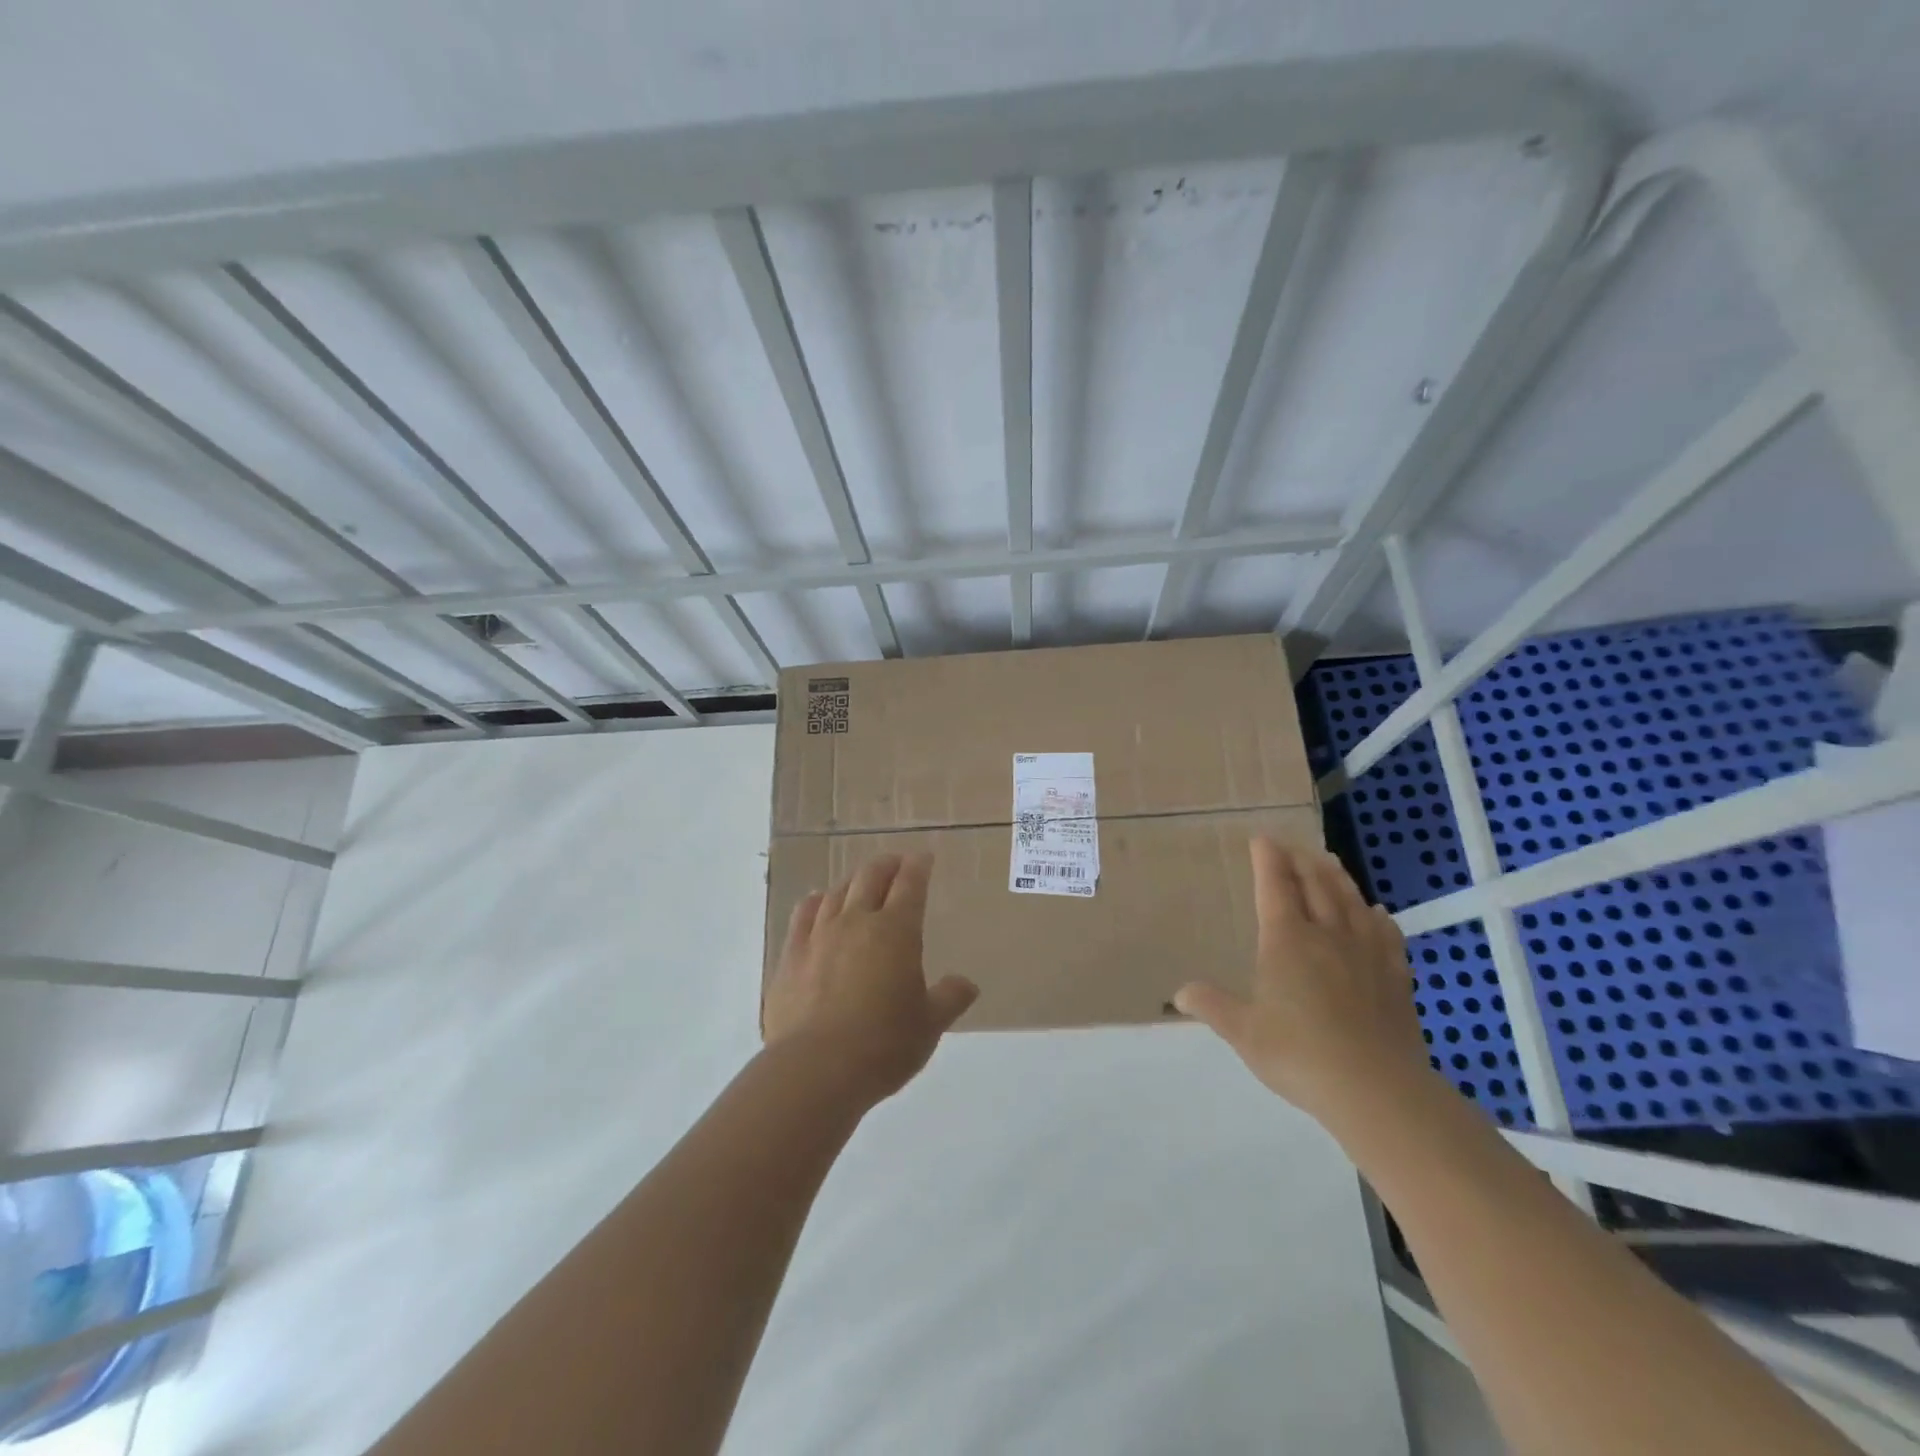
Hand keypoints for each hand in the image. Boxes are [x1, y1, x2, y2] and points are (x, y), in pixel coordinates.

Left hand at [763, 853, 978, 1104]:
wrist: (815, 1068)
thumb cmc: (883, 1045)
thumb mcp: (929, 1026)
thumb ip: (949, 999)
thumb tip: (967, 984)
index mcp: (896, 931)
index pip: (910, 884)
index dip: (918, 867)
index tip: (923, 857)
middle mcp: (857, 921)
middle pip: (871, 877)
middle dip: (887, 865)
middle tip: (896, 863)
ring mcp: (819, 935)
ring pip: (837, 892)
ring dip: (853, 881)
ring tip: (861, 882)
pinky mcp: (791, 954)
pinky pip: (803, 914)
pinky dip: (816, 901)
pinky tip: (818, 902)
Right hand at [1175, 838, 1432, 1133]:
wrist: (1378, 1090)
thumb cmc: (1300, 1055)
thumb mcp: (1244, 1033)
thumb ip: (1213, 1006)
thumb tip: (1180, 993)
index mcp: (1287, 941)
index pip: (1275, 887)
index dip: (1267, 860)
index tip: (1262, 839)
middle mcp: (1327, 935)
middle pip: (1316, 884)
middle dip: (1301, 860)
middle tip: (1292, 846)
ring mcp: (1367, 953)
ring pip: (1351, 901)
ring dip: (1337, 877)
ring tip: (1329, 861)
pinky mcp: (1396, 977)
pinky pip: (1387, 934)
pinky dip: (1377, 917)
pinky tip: (1376, 913)